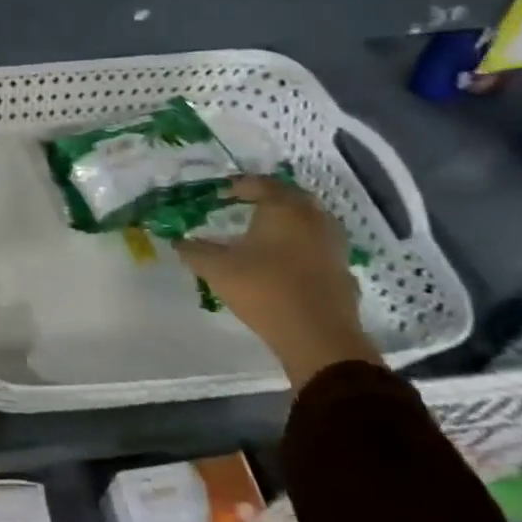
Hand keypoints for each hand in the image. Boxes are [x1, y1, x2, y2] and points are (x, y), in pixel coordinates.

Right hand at [178, 175, 380, 390]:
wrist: (318, 338)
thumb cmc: (264, 290)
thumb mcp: (217, 269)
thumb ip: (194, 251)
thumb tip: (178, 241)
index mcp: (284, 207)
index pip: (260, 183)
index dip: (237, 186)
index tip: (218, 195)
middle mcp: (313, 218)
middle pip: (290, 198)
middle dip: (267, 199)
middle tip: (244, 207)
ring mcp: (333, 245)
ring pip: (309, 222)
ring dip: (288, 224)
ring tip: (264, 236)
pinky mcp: (342, 272)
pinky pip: (318, 249)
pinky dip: (302, 249)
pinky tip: (285, 265)